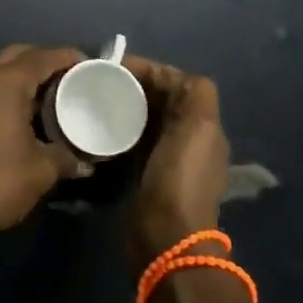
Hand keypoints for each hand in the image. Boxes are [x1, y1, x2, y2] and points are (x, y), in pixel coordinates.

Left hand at [0, 44, 84, 242]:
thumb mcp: (42, 169)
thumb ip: (67, 157)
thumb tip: (86, 162)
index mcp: (4, 82)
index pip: (43, 57)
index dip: (69, 58)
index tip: (91, 66)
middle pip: (20, 54)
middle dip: (46, 61)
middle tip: (72, 77)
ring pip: (2, 69)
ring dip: (27, 75)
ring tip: (55, 93)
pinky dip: (11, 89)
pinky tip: (29, 110)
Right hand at [123, 56, 229, 269]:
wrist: (166, 236)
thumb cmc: (179, 177)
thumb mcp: (197, 128)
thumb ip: (195, 95)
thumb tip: (168, 76)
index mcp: (204, 124)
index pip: (178, 82)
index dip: (151, 70)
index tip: (117, 66)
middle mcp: (189, 137)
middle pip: (161, 99)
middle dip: (136, 85)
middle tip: (102, 80)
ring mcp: (168, 157)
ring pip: (146, 118)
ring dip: (127, 105)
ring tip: (98, 97)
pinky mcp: (147, 173)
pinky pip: (134, 139)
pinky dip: (121, 127)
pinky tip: (102, 125)